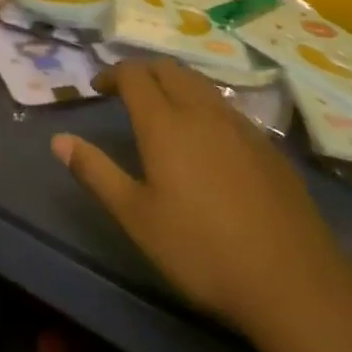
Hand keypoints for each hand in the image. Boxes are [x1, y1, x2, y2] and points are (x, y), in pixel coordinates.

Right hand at [51, 58, 351, 337]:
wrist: (293, 282)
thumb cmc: (201, 250)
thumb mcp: (136, 218)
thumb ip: (96, 172)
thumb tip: (58, 140)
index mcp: (165, 124)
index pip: (134, 75)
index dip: (112, 73)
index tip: (98, 87)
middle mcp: (202, 112)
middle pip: (169, 70)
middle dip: (143, 71)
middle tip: (125, 90)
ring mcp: (240, 126)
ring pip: (201, 84)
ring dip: (175, 83)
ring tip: (162, 107)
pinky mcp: (267, 146)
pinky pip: (227, 107)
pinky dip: (204, 104)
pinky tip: (206, 137)